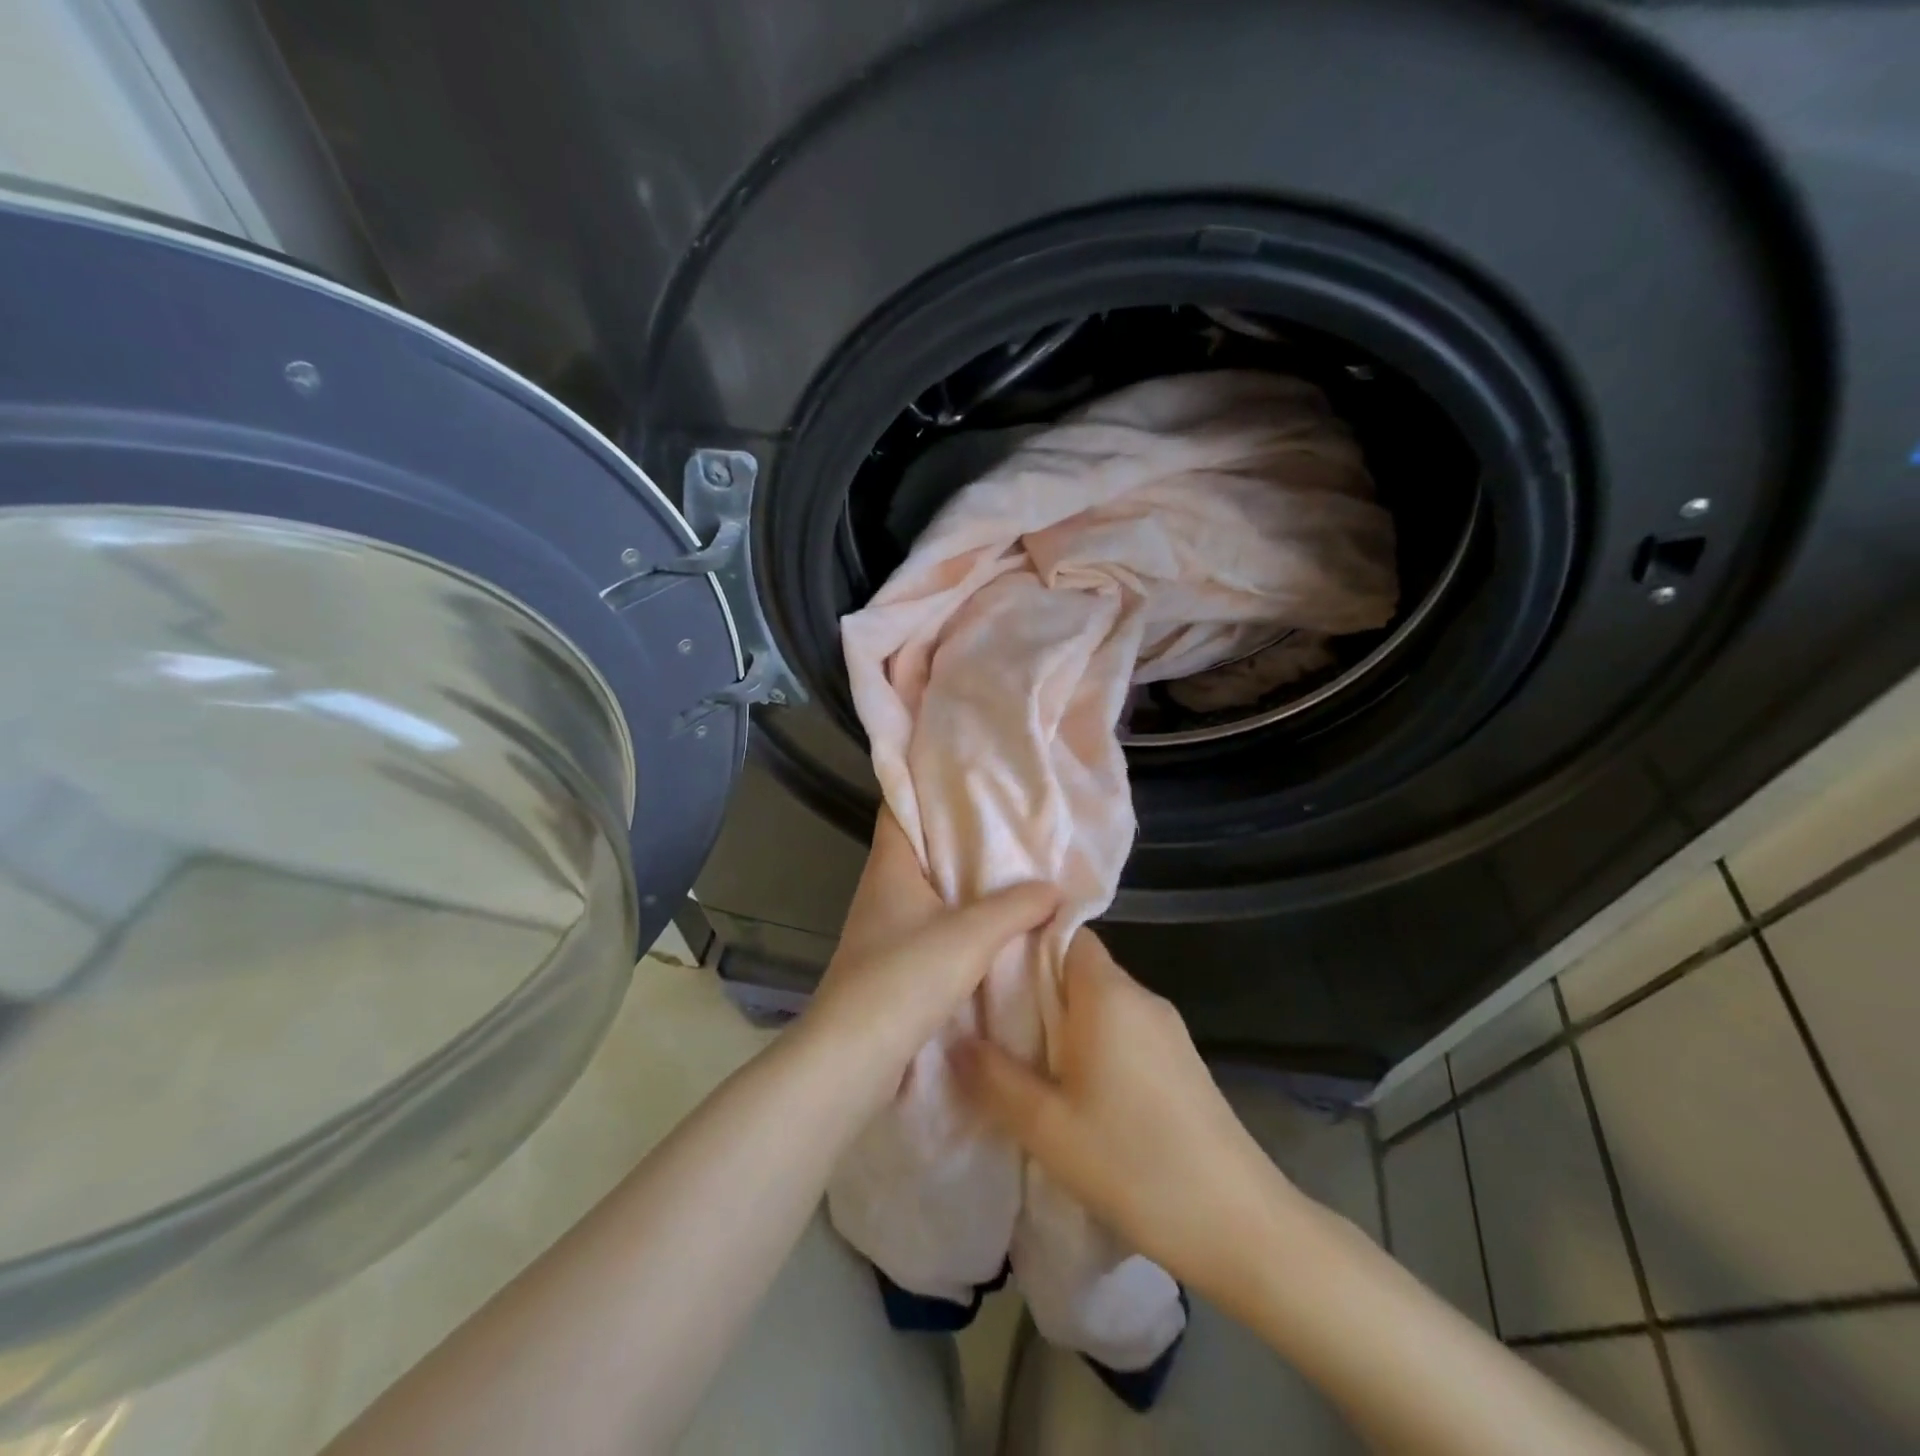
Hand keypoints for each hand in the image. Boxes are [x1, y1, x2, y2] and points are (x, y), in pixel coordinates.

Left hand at [804, 810, 1056, 1096]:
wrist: (852, 1057)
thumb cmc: (904, 978)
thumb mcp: (970, 936)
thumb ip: (1015, 906)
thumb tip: (1053, 888)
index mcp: (890, 865)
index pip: (900, 804)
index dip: (928, 784)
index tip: (969, 773)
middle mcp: (882, 888)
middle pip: (922, 846)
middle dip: (961, 834)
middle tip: (1010, 822)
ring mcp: (884, 927)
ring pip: (930, 889)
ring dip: (964, 882)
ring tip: (1012, 870)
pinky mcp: (891, 962)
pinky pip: (932, 925)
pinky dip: (960, 920)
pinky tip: (994, 926)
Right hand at [951, 927, 1301, 1303]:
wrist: (1239, 1224)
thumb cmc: (1134, 1163)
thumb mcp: (1047, 1127)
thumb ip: (994, 1078)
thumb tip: (955, 1040)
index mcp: (1108, 995)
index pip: (1067, 933)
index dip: (1027, 944)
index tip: (989, 971)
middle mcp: (1141, 997)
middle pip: (1081, 968)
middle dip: (1037, 989)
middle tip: (995, 1023)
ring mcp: (1168, 1029)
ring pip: (1103, 1002)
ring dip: (1066, 1021)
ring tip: (1027, 1060)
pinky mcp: (1182, 1060)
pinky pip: (1126, 1030)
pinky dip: (1095, 1043)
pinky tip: (1078, 1089)